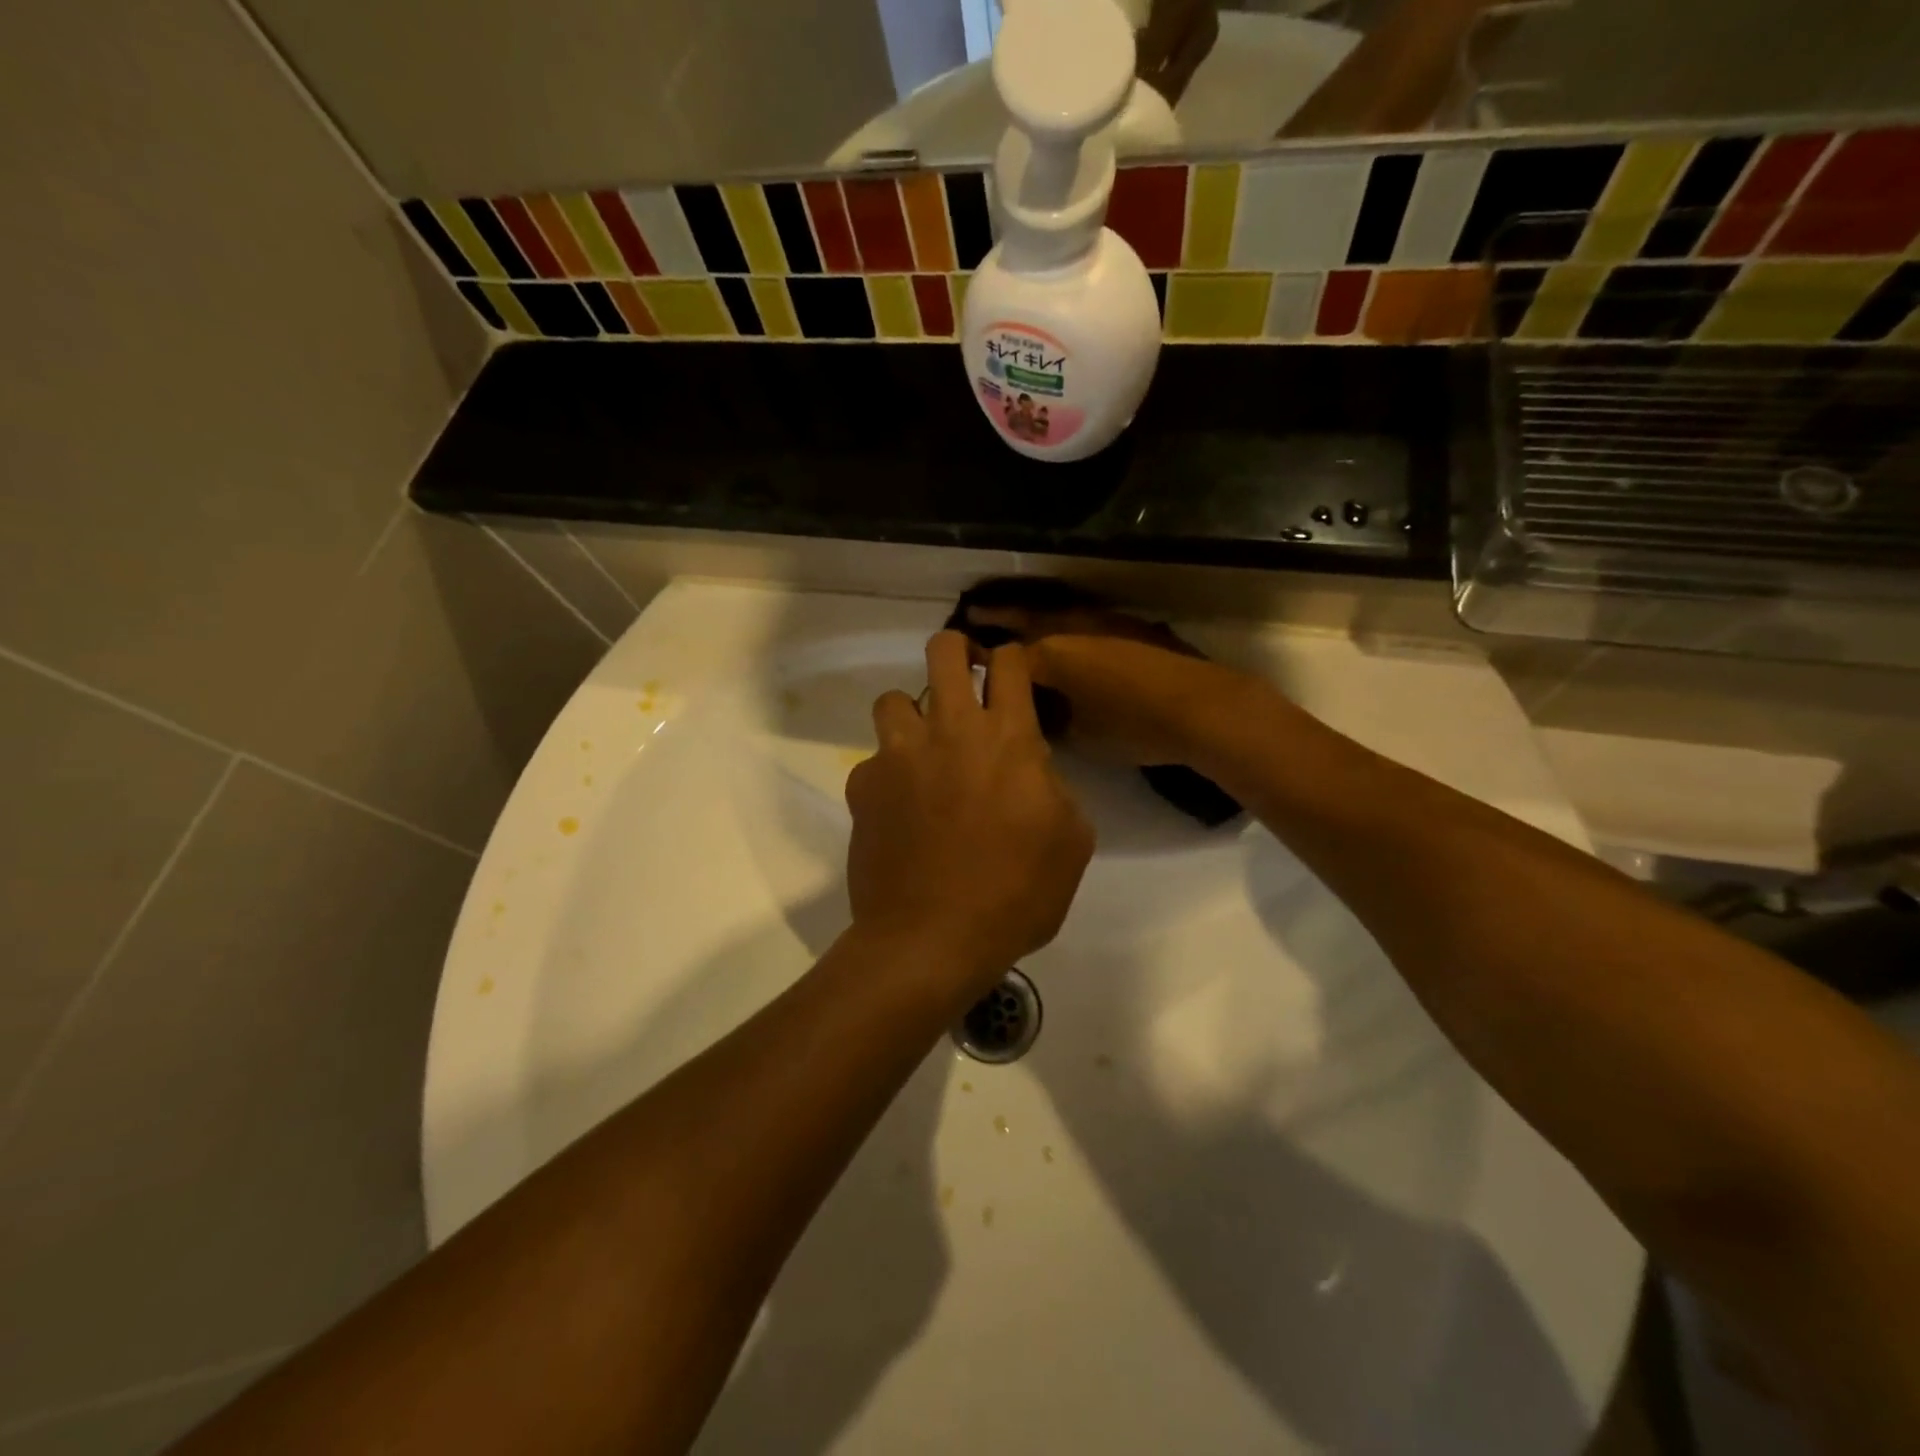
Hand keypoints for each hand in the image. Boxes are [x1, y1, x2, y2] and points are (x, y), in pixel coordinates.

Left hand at [845, 633, 1094, 1004]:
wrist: (931, 939)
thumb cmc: (1015, 894)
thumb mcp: (1071, 841)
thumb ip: (1054, 787)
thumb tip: (1032, 769)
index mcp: (1007, 738)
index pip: (1009, 663)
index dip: (1011, 658)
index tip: (1011, 673)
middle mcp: (949, 730)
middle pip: (943, 651)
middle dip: (956, 651)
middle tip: (964, 679)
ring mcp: (898, 755)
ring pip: (894, 698)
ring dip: (913, 715)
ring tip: (923, 750)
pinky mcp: (862, 786)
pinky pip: (873, 760)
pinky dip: (888, 774)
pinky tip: (899, 810)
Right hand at [955, 596, 1253, 769]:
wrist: (1201, 708)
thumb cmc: (1134, 726)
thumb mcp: (1081, 735)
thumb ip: (1051, 720)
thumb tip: (1038, 715)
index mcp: (1052, 654)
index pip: (1005, 656)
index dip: (981, 659)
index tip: (962, 658)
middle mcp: (1073, 629)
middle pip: (1027, 618)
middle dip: (1000, 616)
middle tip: (975, 611)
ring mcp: (1106, 623)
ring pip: (1059, 613)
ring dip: (1035, 613)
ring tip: (1018, 616)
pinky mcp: (1134, 627)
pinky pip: (1087, 620)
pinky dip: (1069, 623)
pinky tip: (1070, 633)